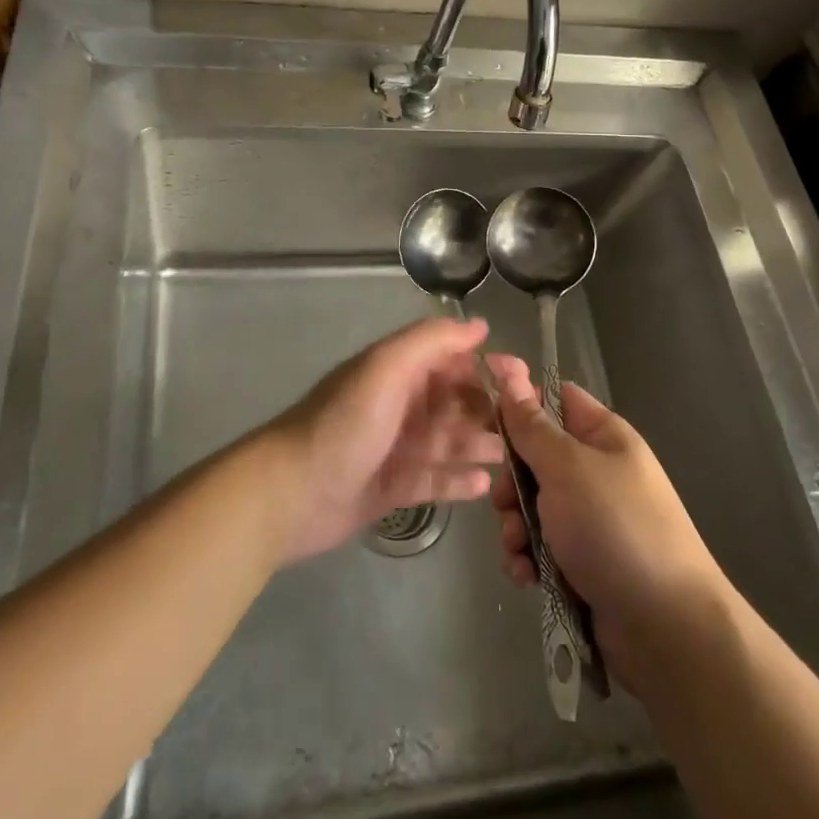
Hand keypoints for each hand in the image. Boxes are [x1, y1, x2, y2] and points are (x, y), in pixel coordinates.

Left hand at [269, 316, 504, 562]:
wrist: (291, 492)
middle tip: (527, 427)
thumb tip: (479, 326)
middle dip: (487, 410)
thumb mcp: (386, 368)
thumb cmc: (344, 424)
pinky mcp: (392, 488)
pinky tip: (484, 485)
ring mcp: (396, 448)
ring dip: (478, 445)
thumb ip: (431, 341)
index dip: (483, 366)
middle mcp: (399, 405)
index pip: (448, 360)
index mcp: (397, 371)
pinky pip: (434, 480)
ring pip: (448, 442)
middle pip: (453, 402)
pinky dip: (457, 480)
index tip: (520, 379)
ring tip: (512, 455)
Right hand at [487, 354, 729, 695]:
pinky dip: (528, 558)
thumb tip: (509, 372)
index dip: (520, 403)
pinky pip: (541, 546)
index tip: (484, 416)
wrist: (668, 630)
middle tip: (506, 503)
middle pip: (535, 456)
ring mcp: (590, 519)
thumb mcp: (567, 468)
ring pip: (533, 505)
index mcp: (603, 436)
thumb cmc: (616, 529)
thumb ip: (531, 426)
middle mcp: (596, 471)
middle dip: (512, 482)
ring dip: (515, 526)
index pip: (555, 399)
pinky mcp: (583, 562)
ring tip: (518, 549)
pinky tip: (527, 576)